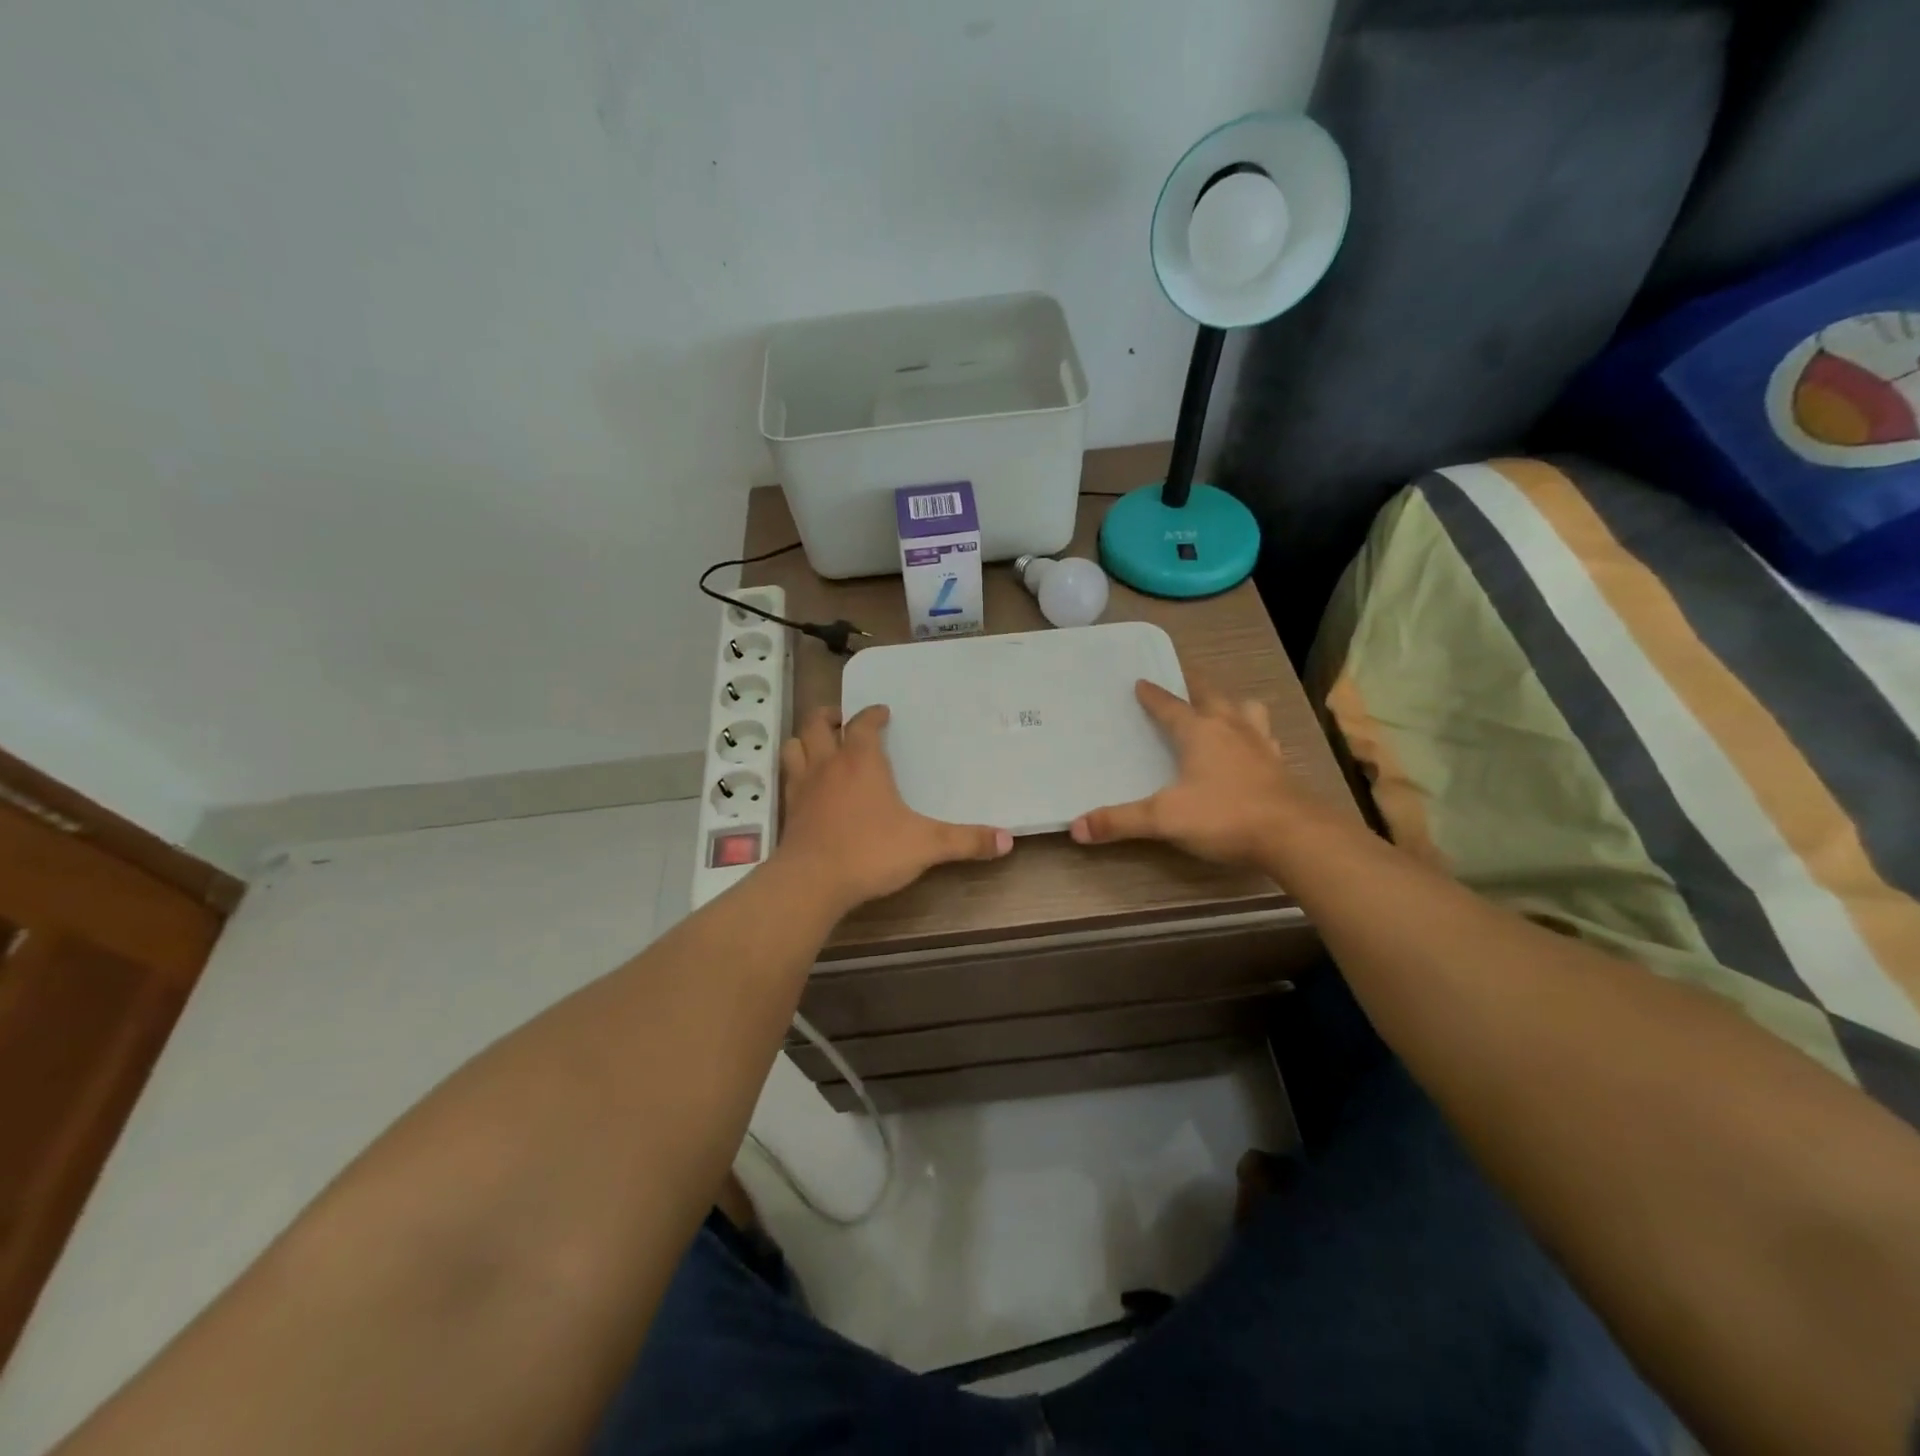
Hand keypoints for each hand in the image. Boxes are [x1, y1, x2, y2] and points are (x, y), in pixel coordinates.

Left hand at [778, 705, 1011, 912]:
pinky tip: (808, 785)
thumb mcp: (926, 846)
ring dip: (806, 739)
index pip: (863, 723)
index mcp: (862, 762)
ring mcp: (803, 786)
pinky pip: (788, 777)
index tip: (882, 712)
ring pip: (795, 746)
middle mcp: (828, 765)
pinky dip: (796, 770)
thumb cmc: (870, 852)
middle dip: (830, 716)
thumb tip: (1007, 840)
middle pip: (817, 724)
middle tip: (842, 718)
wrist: (812, 882)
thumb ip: (966, 841)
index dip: (872, 714)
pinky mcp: (788, 811)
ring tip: (820, 743)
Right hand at [1070, 680, 1301, 868]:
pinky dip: (1256, 736)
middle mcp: (1231, 730)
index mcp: (1200, 733)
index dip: (1154, 695)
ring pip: (1247, 712)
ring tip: (1226, 709)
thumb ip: (1120, 821)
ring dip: (1234, 705)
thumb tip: (1076, 827)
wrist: (1293, 835)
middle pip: (1212, 697)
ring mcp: (1260, 746)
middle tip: (1186, 680)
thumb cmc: (1224, 816)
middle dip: (1196, 687)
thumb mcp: (1163, 819)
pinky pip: (1266, 739)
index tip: (1142, 682)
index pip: (1170, 707)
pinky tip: (1254, 749)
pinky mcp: (1280, 767)